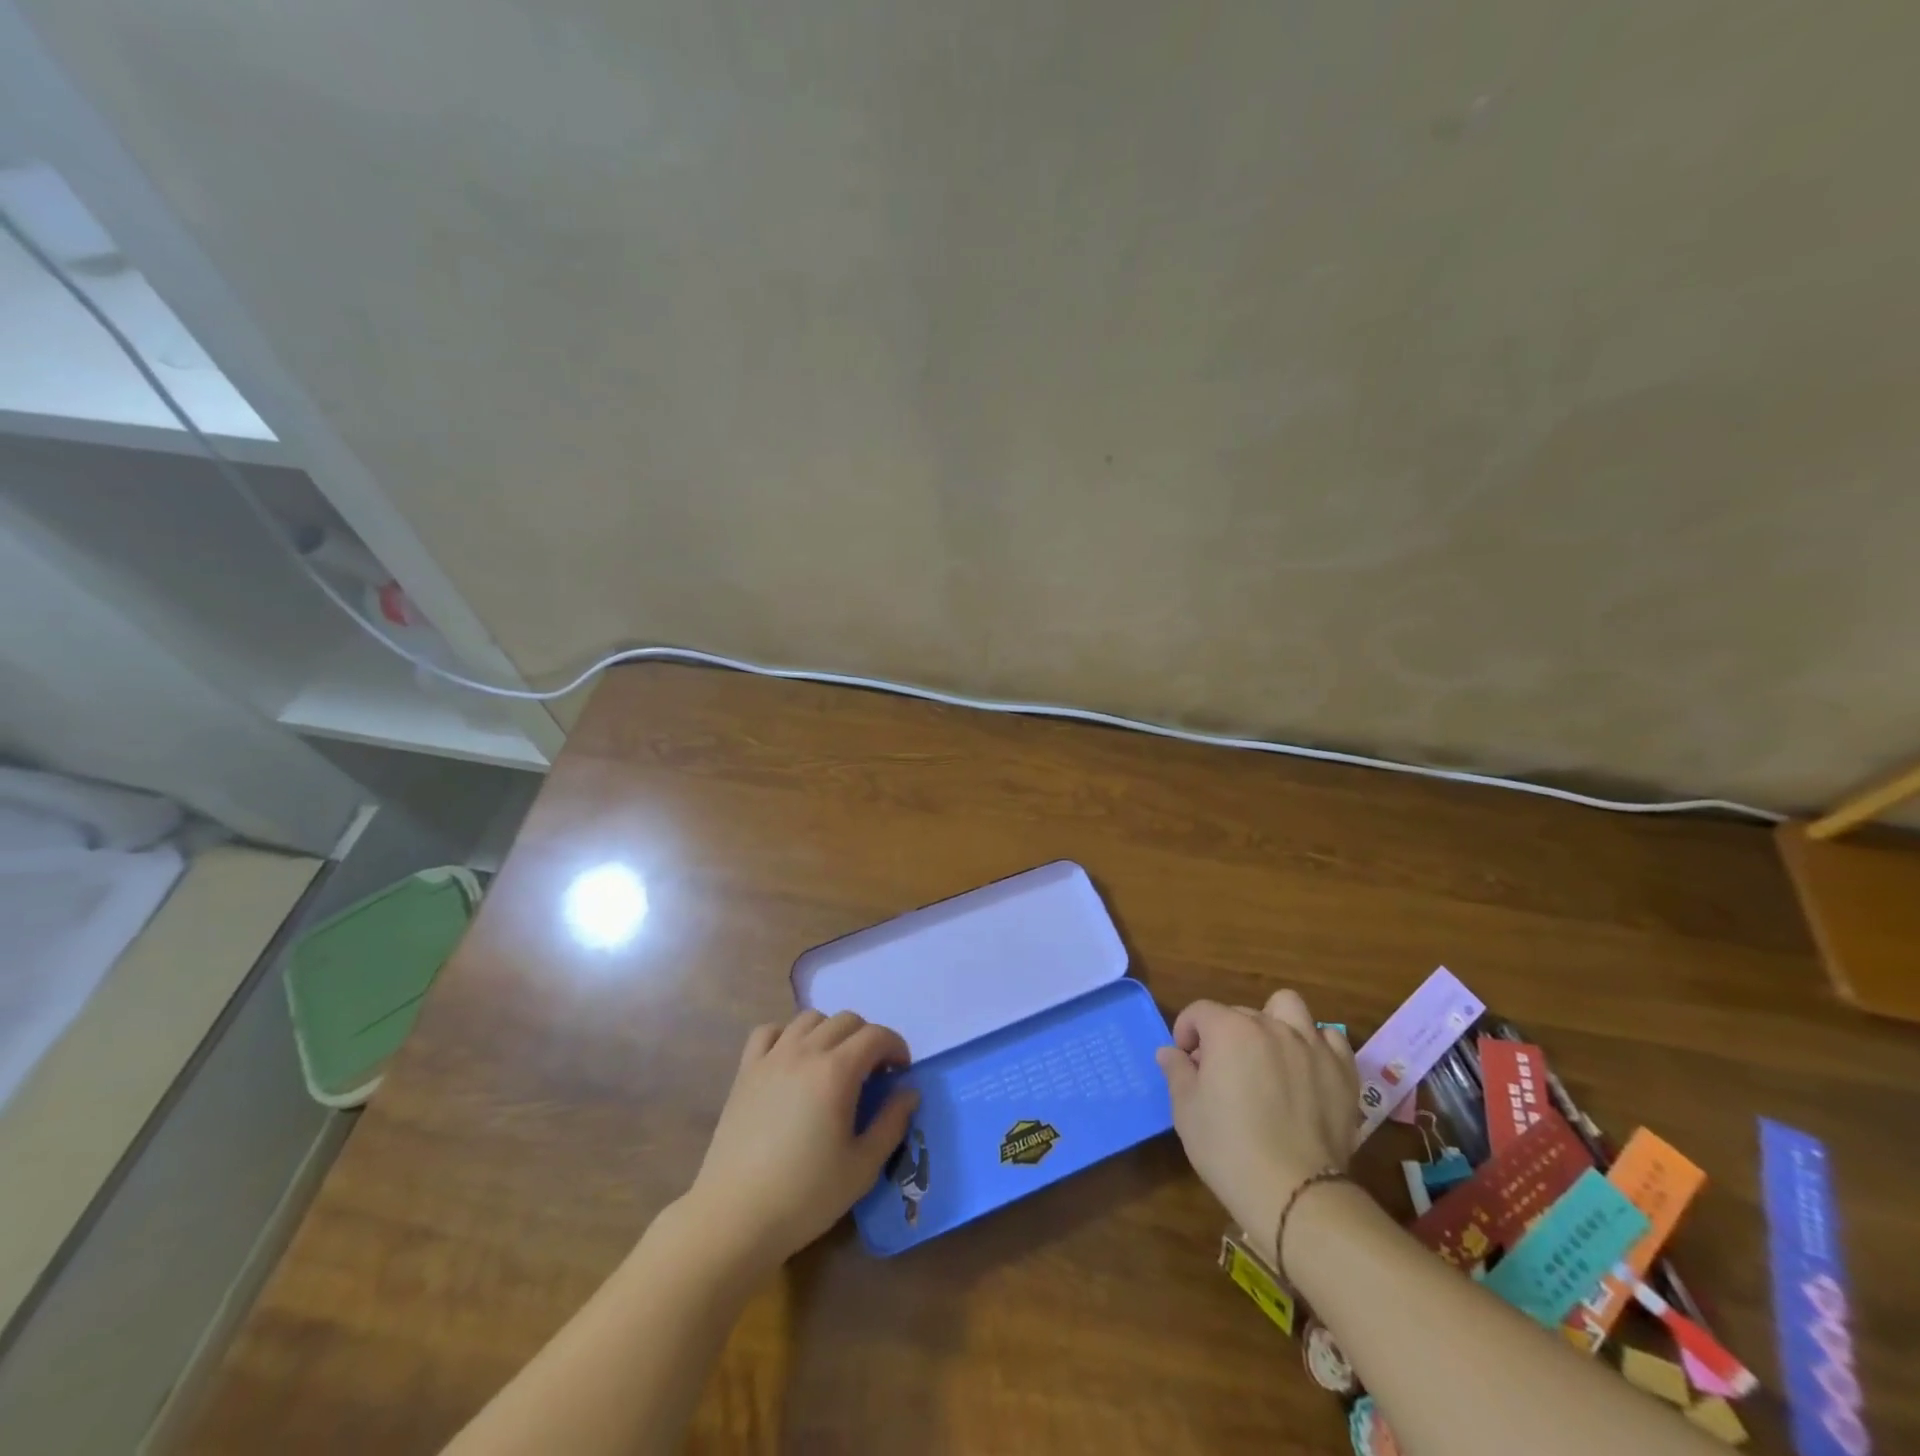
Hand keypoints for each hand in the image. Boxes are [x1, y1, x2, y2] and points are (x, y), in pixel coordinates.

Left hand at [683, 1011, 918, 1273]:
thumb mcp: (863, 1167)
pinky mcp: (746, 1071)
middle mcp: (805, 1052)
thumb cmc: (805, 1196)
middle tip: (873, 1072)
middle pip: (846, 1020)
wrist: (735, 1218)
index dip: (896, 1046)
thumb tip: (909, 1091)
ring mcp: (771, 1058)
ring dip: (831, 1032)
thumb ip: (892, 1123)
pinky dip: (787, 1035)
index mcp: (836, 1072)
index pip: (876, 1035)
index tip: (901, 1072)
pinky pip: (769, 1031)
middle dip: (868, 1038)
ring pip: (809, 1019)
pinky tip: (792, 1060)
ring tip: (835, 1063)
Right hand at [1154, 990, 1357, 1265]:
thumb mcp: (1186, 1111)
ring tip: (1267, 1053)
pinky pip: (1329, 1040)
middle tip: (1220, 1070)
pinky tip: (1305, 1069)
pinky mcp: (1341, 1072)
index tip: (1185, 1061)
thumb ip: (1177, 1072)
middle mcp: (1271, 1026)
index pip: (1200, 1011)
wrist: (1296, 1193)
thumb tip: (1170, 1052)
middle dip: (1224, 1033)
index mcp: (1229, 1030)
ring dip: (1273, 1022)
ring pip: (1289, 1008)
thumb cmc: (1229, 1148)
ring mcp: (1311, 1046)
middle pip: (1240, 1012)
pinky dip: (1315, 1046)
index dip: (1186, 1032)